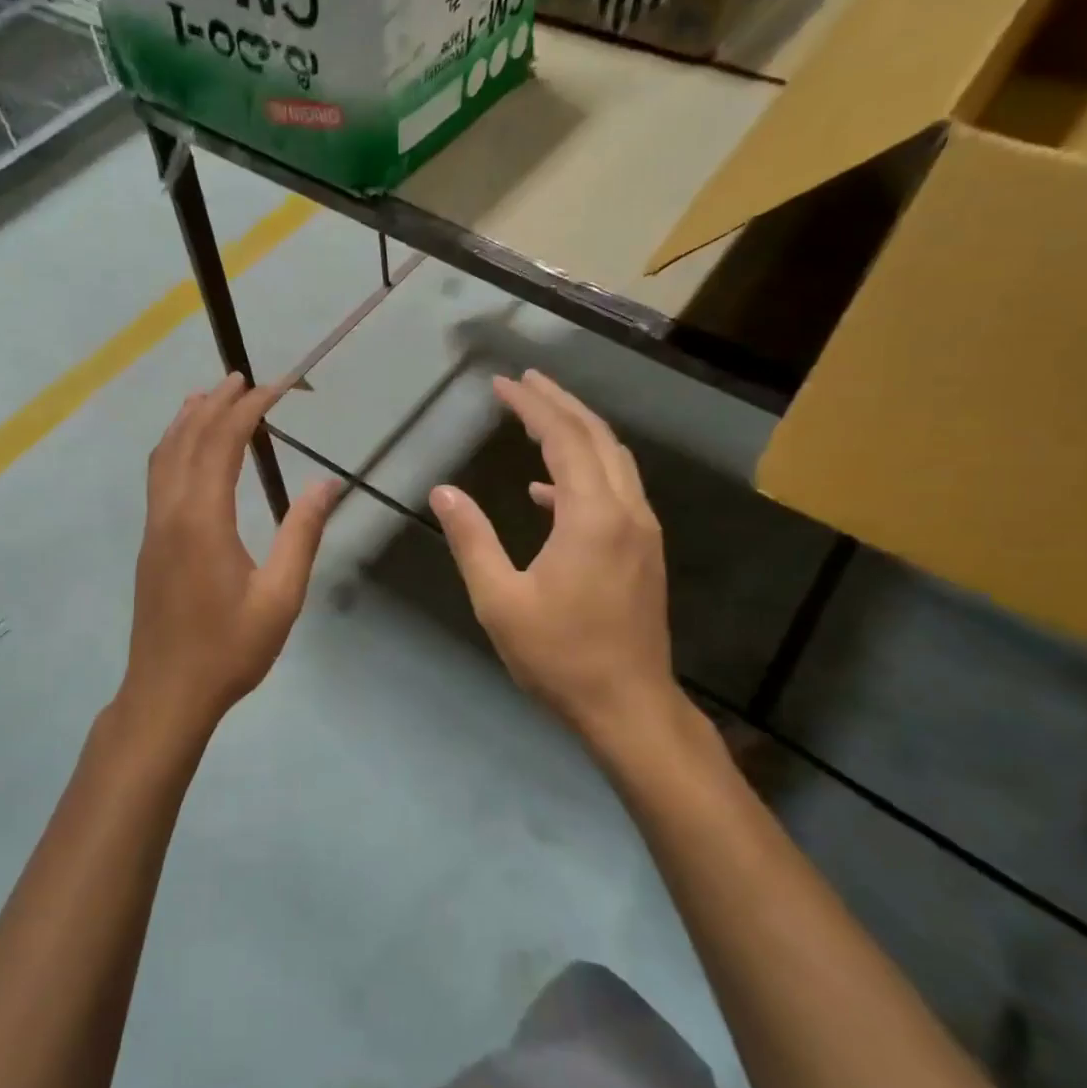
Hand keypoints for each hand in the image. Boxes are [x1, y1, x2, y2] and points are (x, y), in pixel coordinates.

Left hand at [116, 374, 338, 741]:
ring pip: (165, 454)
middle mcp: (171, 511)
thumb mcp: (280, 596)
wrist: (167, 693)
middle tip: (245, 378)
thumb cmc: (229, 649)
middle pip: (188, 438)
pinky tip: (186, 448)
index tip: (278, 386)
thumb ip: (302, 535)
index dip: (250, 408)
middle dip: (217, 402)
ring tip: (211, 395)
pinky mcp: (150, 542)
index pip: (223, 442)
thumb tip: (327, 483)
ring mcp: (154, 525)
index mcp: (203, 519)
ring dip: (188, 419)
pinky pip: (158, 475)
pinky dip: (173, 446)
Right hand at [431, 371, 682, 759]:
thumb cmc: (559, 656)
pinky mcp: (642, 550)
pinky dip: (583, 473)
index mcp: (591, 517)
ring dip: (577, 430)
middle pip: (597, 436)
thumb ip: (472, 539)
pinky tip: (545, 491)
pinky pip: (615, 490)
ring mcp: (641, 531)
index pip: (563, 438)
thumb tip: (443, 491)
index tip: (502, 383)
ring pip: (614, 459)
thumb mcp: (500, 600)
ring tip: (537, 416)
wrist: (628, 706)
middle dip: (560, 403)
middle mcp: (625, 511)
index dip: (531, 405)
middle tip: (524, 381)